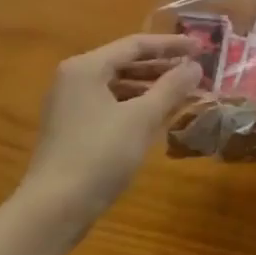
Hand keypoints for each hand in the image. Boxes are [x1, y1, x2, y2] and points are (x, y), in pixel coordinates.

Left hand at [22, 35, 202, 220]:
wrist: (54, 210)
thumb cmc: (99, 154)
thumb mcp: (142, 117)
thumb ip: (172, 87)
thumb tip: (195, 66)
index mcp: (86, 68)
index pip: (135, 44)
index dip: (171, 45)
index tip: (201, 47)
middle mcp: (74, 80)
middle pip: (126, 63)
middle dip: (163, 66)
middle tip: (196, 70)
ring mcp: (71, 106)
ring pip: (120, 85)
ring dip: (152, 87)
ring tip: (184, 92)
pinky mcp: (74, 129)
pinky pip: (112, 105)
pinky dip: (137, 105)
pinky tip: (160, 115)